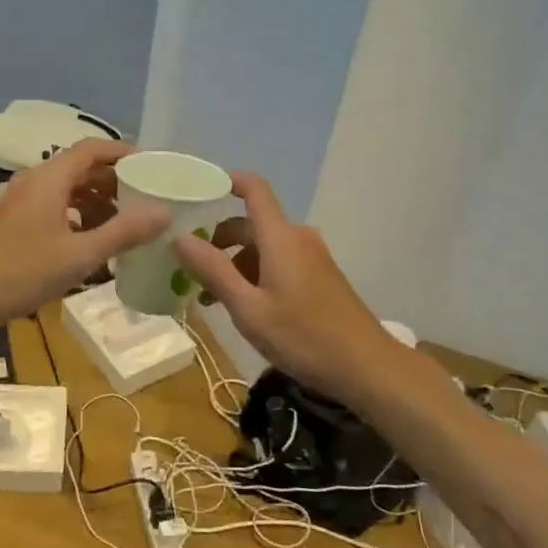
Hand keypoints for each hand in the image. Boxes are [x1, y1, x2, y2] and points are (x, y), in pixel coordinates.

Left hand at [0, 140, 166, 336]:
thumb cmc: (23, 272)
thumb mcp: (81, 255)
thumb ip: (124, 232)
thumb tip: (164, 212)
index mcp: (50, 178)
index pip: (92, 149)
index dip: (123, 152)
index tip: (151, 166)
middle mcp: (34, 181)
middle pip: (80, 167)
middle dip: (113, 180)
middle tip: (145, 197)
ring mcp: (21, 202)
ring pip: (66, 189)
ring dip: (96, 200)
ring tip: (124, 222)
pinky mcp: (14, 222)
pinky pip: (53, 207)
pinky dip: (77, 215)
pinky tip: (91, 241)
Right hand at [175, 173, 397, 398]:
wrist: (367, 366)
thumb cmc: (303, 336)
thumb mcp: (248, 309)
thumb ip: (213, 271)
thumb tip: (180, 237)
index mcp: (280, 237)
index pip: (254, 189)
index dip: (227, 181)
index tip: (197, 192)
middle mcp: (297, 237)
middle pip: (251, 223)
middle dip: (219, 241)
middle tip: (190, 270)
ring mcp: (312, 257)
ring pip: (264, 246)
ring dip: (236, 263)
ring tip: (214, 299)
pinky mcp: (321, 276)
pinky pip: (280, 261)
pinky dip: (257, 273)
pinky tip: (246, 307)